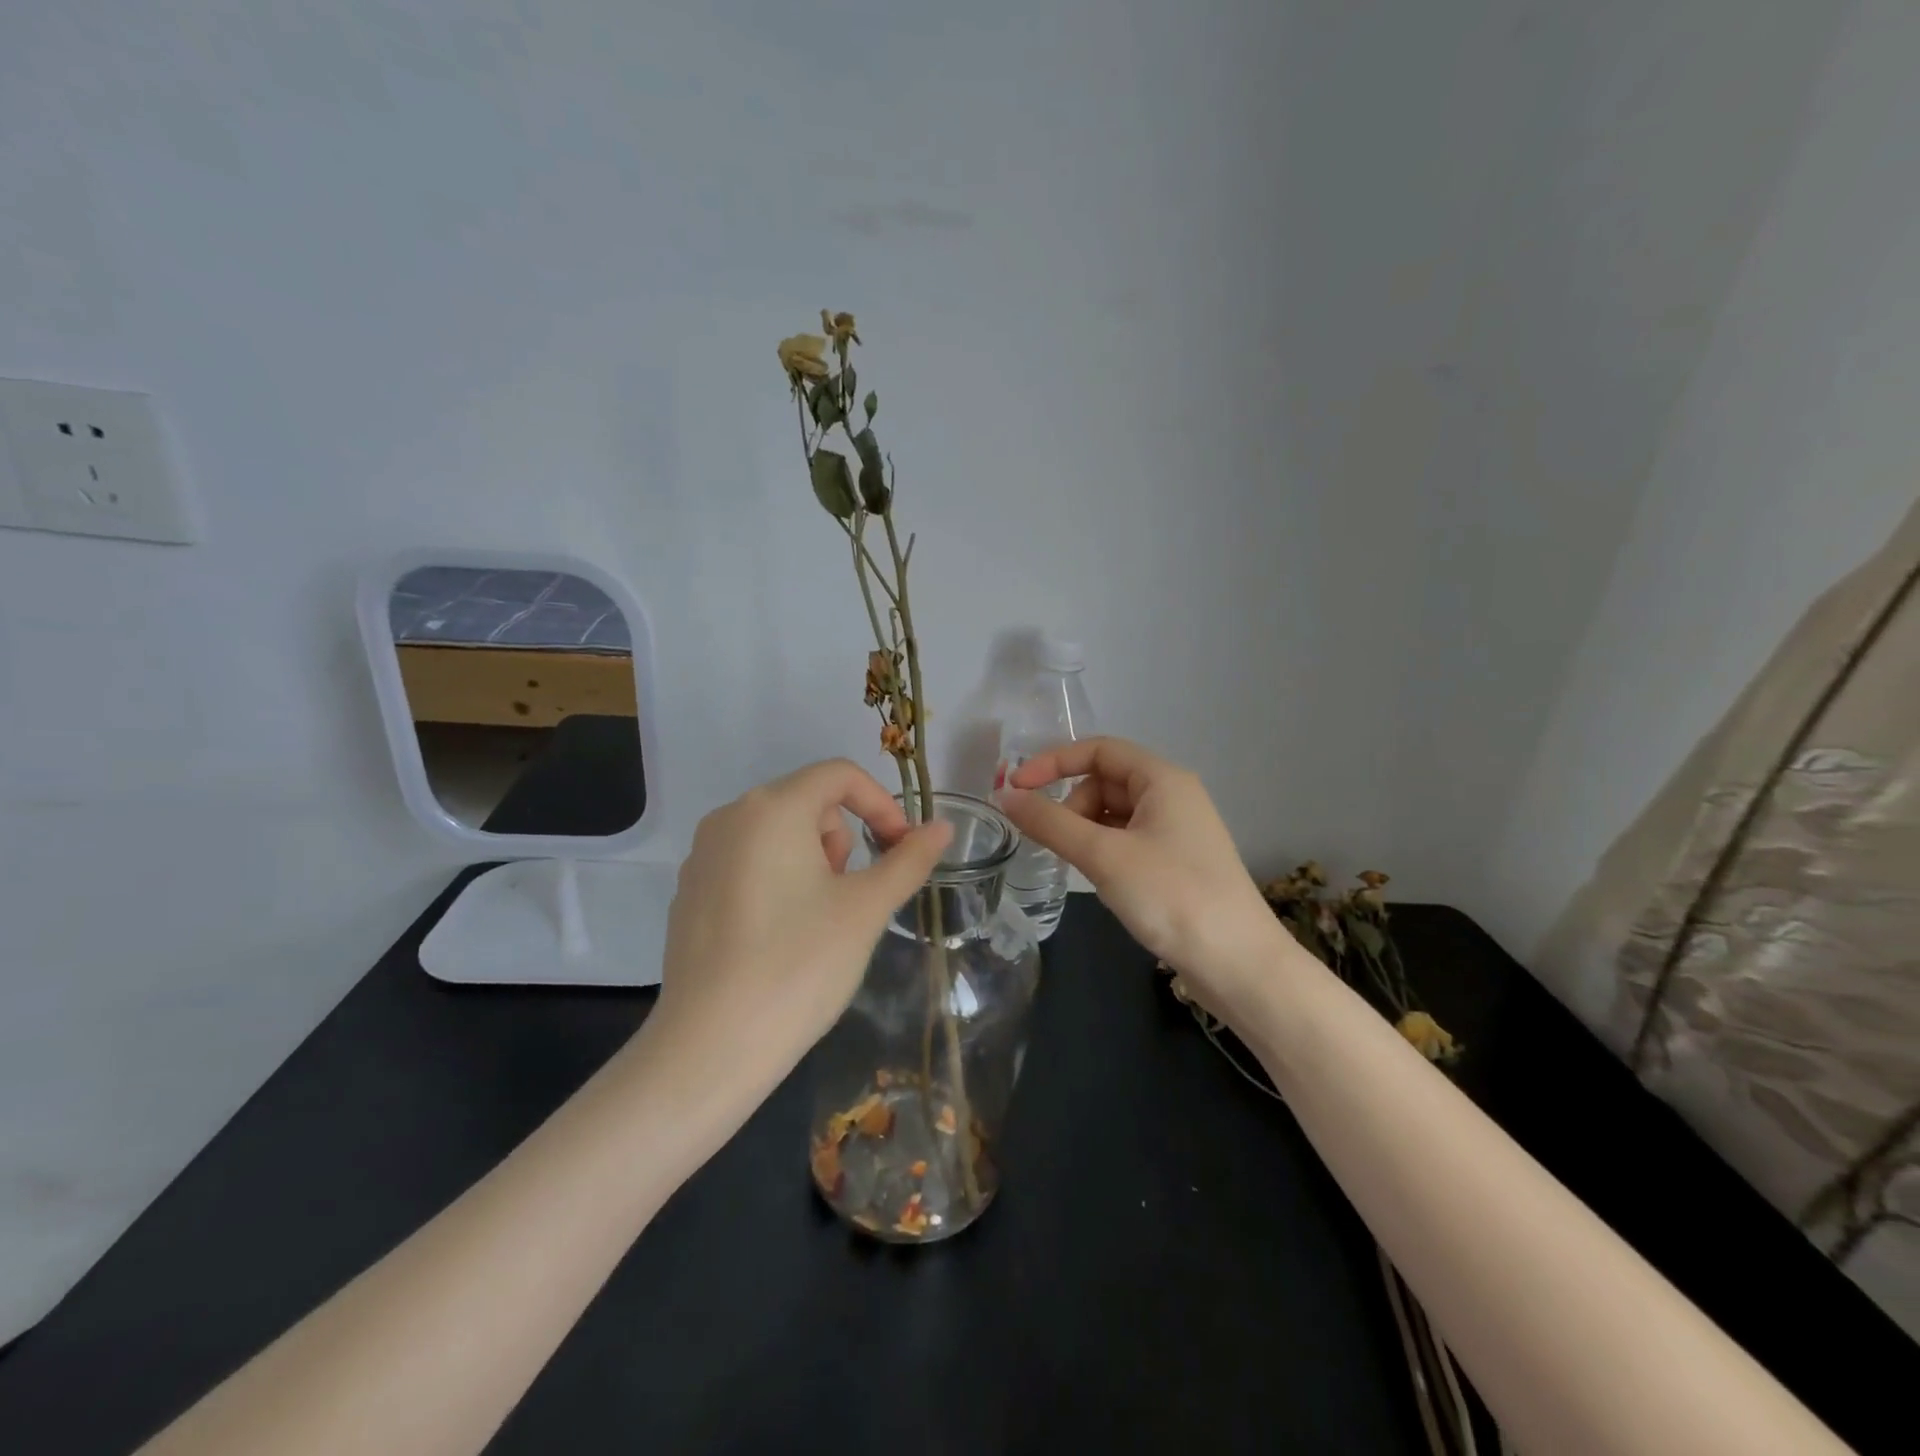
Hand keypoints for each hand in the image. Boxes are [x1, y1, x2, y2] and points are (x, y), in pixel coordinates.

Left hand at [647, 760, 951, 1090]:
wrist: (710, 1048)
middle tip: (852, 894)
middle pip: (808, 801)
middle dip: (843, 838)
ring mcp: (702, 855)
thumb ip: (909, 859)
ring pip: (777, 832)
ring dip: (812, 858)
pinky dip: (777, 879)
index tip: (901, 849)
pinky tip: (780, 936)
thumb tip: (943, 828)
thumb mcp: (866, 909)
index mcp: (772, 808)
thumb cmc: (800, 965)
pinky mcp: (690, 891)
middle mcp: (730, 817)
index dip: (881, 803)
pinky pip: (747, 861)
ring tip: (818, 918)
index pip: (839, 775)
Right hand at [999, 737, 1285, 1010]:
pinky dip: (1103, 851)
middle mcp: (1172, 796)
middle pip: (1104, 782)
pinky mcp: (1176, 862)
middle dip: (1071, 805)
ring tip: (1078, 866)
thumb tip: (1005, 796)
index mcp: (1163, 779)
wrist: (1238, 965)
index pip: (1098, 750)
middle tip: (1055, 843)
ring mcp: (1177, 831)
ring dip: (1085, 831)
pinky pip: (1127, 840)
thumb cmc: (1171, 896)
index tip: (1015, 789)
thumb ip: (1050, 822)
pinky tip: (1100, 880)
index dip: (1053, 762)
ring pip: (1113, 814)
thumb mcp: (1103, 855)